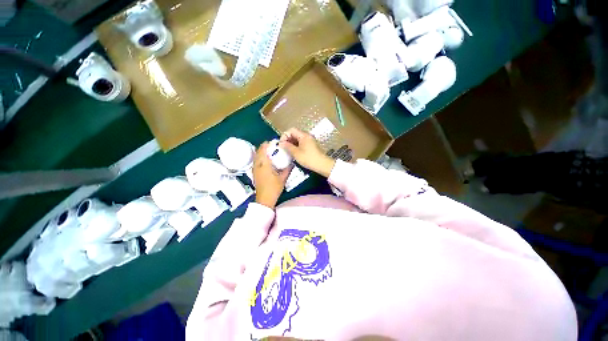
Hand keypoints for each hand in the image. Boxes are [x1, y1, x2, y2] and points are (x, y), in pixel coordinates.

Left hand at [253, 142, 292, 208]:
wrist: (264, 199)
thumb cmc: (274, 188)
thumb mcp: (283, 179)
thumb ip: (288, 170)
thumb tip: (292, 163)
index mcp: (265, 165)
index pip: (263, 151)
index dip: (266, 145)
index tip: (271, 141)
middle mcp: (258, 166)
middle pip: (258, 153)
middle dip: (262, 147)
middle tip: (269, 145)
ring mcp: (254, 170)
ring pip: (255, 157)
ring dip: (259, 152)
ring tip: (266, 150)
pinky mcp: (254, 174)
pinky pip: (255, 162)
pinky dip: (258, 157)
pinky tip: (263, 159)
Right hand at [279, 128, 335, 177]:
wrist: (322, 165)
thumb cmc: (308, 158)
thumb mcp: (296, 153)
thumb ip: (288, 146)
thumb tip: (281, 143)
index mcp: (303, 135)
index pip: (291, 130)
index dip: (285, 135)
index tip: (281, 144)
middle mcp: (307, 136)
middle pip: (295, 134)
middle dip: (287, 140)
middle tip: (283, 148)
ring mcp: (310, 141)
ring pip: (298, 139)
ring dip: (291, 143)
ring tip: (287, 151)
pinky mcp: (311, 146)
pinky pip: (301, 143)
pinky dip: (296, 146)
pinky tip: (293, 152)